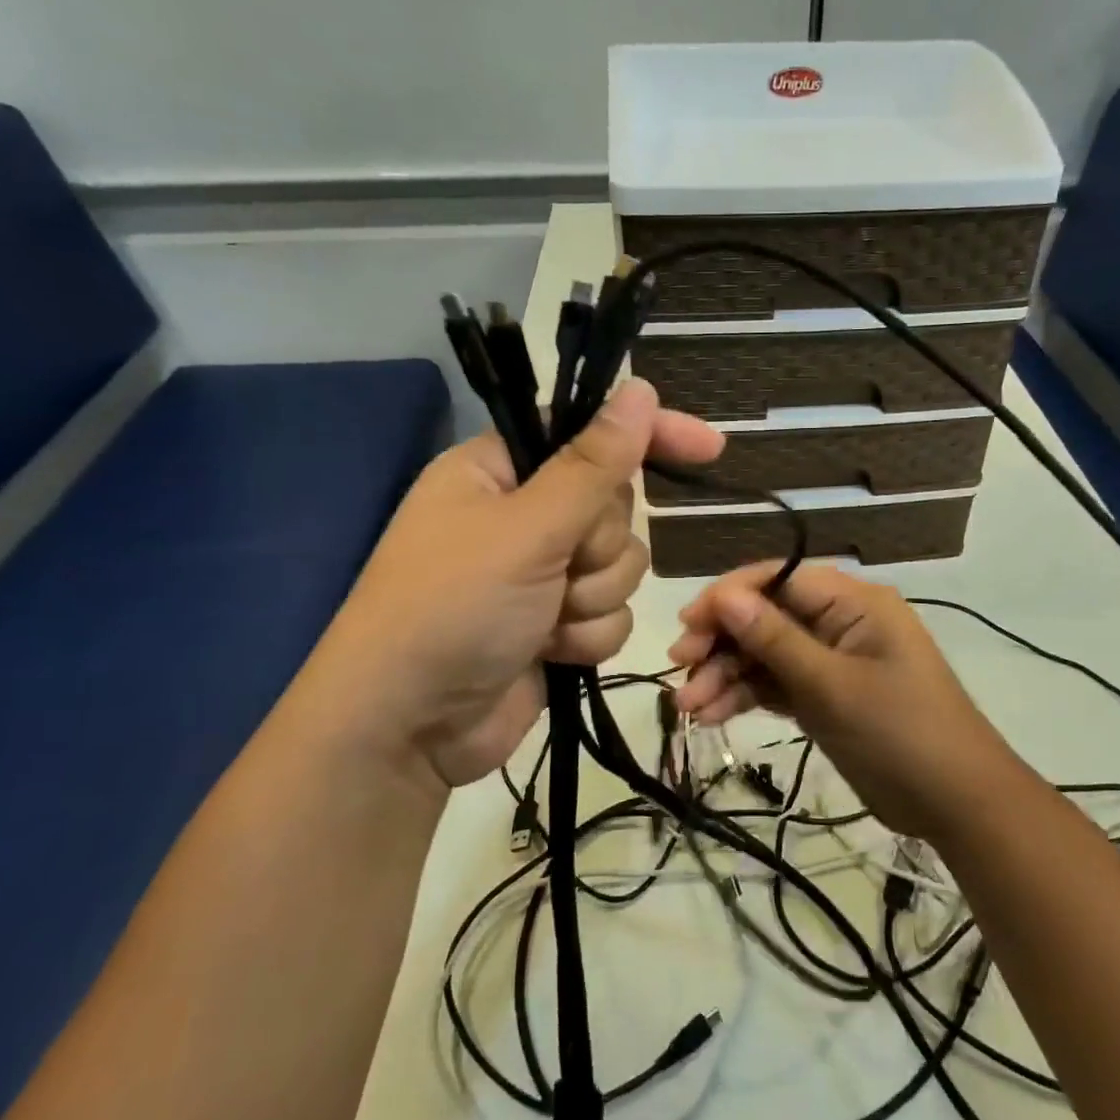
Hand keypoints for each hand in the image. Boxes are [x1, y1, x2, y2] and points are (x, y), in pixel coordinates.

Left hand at [296, 379, 721, 791]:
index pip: (590, 433)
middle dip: (598, 547)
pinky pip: (611, 613)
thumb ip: (593, 465)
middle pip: (615, 507)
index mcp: (500, 472)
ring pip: (621, 565)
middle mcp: (524, 516)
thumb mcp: (526, 530)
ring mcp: (542, 573)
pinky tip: (551, 653)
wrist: (409, 728)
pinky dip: (588, 636)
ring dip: (592, 598)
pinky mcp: (556, 624)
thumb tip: (641, 391)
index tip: (710, 447)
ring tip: (545, 622)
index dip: (650, 436)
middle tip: (558, 569)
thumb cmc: (453, 608)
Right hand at [668, 563, 1019, 837]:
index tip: (689, 624)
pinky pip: (778, 684)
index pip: (779, 578)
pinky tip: (713, 715)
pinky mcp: (826, 695)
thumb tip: (724, 595)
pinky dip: (747, 696)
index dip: (729, 597)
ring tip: (688, 708)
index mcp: (853, 602)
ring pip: (766, 654)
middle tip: (681, 668)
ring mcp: (832, 660)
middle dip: (723, 642)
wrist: (957, 803)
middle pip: (767, 616)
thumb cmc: (900, 733)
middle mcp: (840, 622)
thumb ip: (775, 639)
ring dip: (727, 675)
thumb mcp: (832, 685)